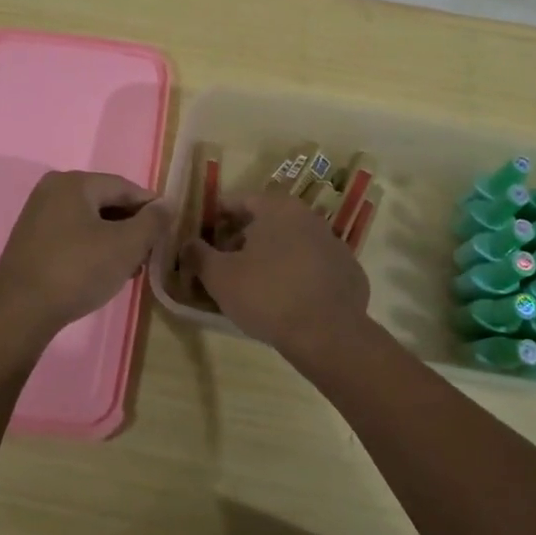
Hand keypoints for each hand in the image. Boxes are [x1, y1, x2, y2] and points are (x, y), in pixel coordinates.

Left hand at [0, 171, 172, 338]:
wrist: (19, 312)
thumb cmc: (77, 271)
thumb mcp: (126, 245)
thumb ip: (152, 221)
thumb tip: (167, 204)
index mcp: (75, 182)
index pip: (125, 187)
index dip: (152, 208)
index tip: (170, 230)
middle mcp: (53, 190)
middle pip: (106, 202)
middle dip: (132, 227)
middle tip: (151, 253)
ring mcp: (38, 215)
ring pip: (90, 221)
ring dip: (114, 240)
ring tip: (132, 268)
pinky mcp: (31, 241)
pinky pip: (72, 235)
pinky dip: (92, 249)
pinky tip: (104, 272)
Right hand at [181, 191, 370, 361]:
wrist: (328, 334)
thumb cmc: (267, 295)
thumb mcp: (220, 277)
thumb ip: (199, 255)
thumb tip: (187, 244)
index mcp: (278, 208)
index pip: (240, 200)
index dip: (217, 217)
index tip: (203, 236)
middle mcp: (309, 217)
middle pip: (267, 220)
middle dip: (243, 238)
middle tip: (224, 262)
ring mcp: (333, 243)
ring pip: (292, 242)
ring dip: (271, 256)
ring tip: (253, 284)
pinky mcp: (348, 271)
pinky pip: (312, 266)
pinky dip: (296, 274)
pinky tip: (286, 299)